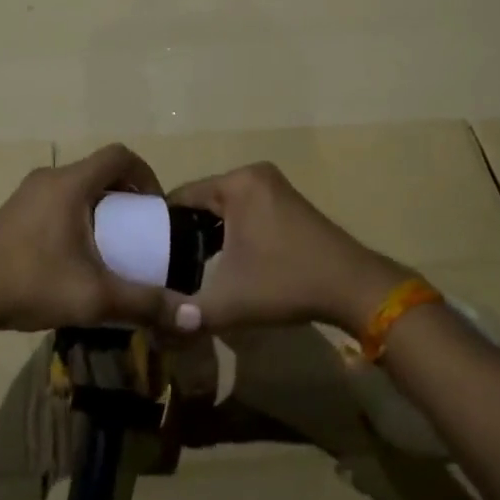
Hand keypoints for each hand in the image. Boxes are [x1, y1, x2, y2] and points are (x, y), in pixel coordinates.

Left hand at [0, 144, 169, 333]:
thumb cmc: (30, 282)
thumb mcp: (94, 296)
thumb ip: (144, 303)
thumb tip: (193, 315)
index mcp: (71, 184)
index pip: (119, 155)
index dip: (146, 174)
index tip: (155, 208)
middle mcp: (49, 178)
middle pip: (98, 171)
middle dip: (125, 195)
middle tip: (137, 230)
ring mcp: (26, 194)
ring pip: (76, 187)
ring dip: (99, 207)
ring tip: (110, 245)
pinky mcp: (12, 213)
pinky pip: (56, 201)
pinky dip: (76, 216)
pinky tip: (74, 257)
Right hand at [166, 162, 408, 335]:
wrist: (354, 287)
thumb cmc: (286, 283)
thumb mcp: (228, 302)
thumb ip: (185, 313)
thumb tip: (151, 326)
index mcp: (237, 183)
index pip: (181, 196)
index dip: (159, 225)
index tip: (145, 253)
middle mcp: (253, 174)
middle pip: (202, 200)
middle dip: (184, 232)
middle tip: (165, 265)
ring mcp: (274, 186)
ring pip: (224, 207)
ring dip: (208, 234)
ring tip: (188, 266)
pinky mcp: (288, 201)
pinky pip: (245, 210)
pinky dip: (231, 231)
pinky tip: (224, 260)